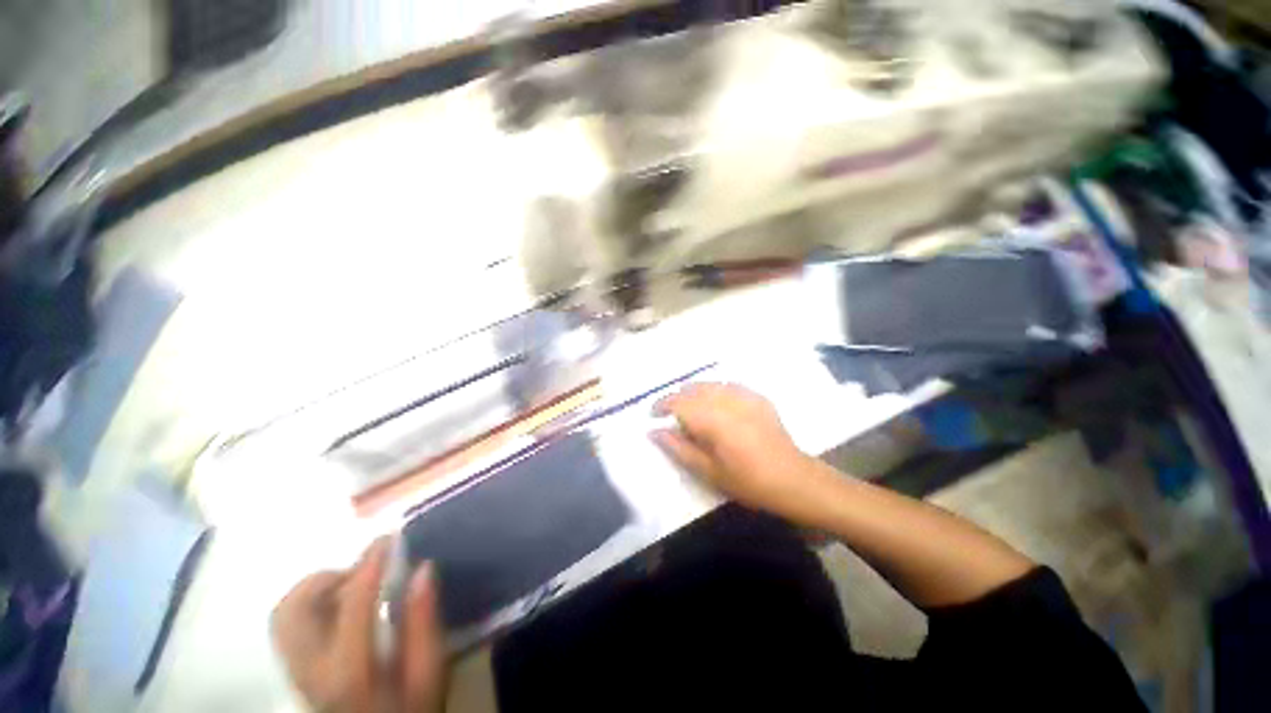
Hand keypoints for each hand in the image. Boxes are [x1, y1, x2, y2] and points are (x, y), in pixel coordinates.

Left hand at [272, 538, 446, 712]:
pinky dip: (309, 604)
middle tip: (367, 567)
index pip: (351, 605)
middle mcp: (310, 670)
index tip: (390, 538)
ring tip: (353, 585)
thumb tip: (423, 568)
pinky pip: (287, 625)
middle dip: (329, 576)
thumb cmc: (409, 706)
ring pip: (283, 615)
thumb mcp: (429, 671)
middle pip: (294, 609)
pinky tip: (339, 606)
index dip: (370, 565)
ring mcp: (295, 672)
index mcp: (348, 671)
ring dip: (316, 589)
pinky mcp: (294, 671)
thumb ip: (424, 621)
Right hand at [651, 383, 823, 517]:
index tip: (653, 414)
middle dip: (677, 399)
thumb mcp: (707, 471)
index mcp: (712, 419)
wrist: (793, 479)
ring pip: (710, 384)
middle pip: (692, 389)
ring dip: (695, 393)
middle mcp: (726, 400)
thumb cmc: (747, 481)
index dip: (661, 405)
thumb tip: (654, 431)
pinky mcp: (757, 397)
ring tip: (692, 409)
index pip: (677, 401)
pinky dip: (716, 391)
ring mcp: (744, 396)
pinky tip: (718, 405)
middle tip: (672, 416)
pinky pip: (729, 385)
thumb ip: (678, 448)